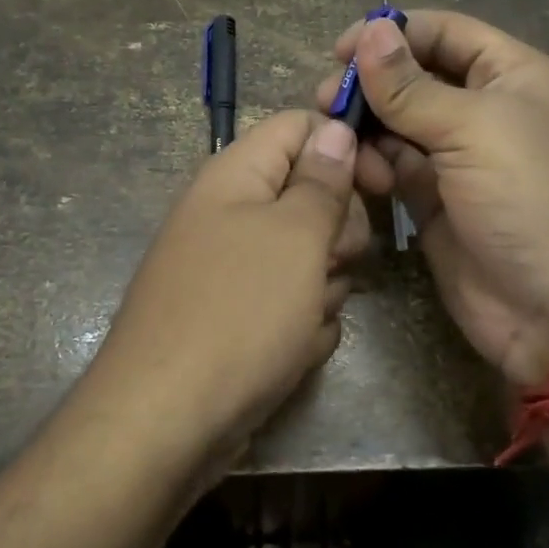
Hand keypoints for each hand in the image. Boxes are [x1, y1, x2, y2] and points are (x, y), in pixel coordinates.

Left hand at [82, 111, 369, 478]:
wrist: (166, 420)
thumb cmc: (238, 312)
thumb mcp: (294, 237)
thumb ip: (321, 180)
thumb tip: (335, 127)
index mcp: (235, 175)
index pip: (298, 127)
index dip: (343, 144)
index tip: (382, 182)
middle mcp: (229, 213)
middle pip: (309, 195)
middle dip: (336, 232)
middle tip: (332, 262)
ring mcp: (232, 268)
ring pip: (308, 256)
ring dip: (322, 287)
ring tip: (302, 318)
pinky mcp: (238, 316)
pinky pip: (290, 303)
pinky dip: (300, 326)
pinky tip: (289, 352)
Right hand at [317, 11, 548, 385]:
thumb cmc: (531, 199)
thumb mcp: (474, 129)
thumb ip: (412, 86)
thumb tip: (370, 30)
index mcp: (512, 77)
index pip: (446, 33)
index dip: (394, 33)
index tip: (340, 50)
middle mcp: (484, 111)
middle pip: (415, 78)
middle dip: (371, 84)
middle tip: (325, 100)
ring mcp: (458, 159)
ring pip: (398, 124)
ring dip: (366, 127)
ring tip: (336, 139)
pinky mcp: (434, 202)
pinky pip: (394, 167)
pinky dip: (373, 165)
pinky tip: (362, 175)